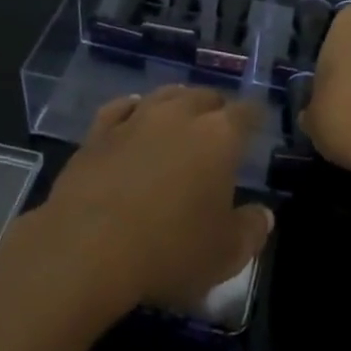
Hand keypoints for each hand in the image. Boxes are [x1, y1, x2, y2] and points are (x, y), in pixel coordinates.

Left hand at [39, 86, 273, 313]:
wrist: (86, 248)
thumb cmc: (169, 250)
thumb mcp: (226, 255)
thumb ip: (251, 231)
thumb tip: (264, 215)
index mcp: (219, 136)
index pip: (247, 113)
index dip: (255, 117)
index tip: (257, 126)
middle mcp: (180, 115)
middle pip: (206, 96)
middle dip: (216, 108)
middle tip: (218, 129)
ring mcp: (136, 118)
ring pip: (165, 95)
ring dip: (178, 103)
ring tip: (181, 117)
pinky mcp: (98, 132)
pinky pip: (121, 107)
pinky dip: (133, 109)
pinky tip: (133, 115)